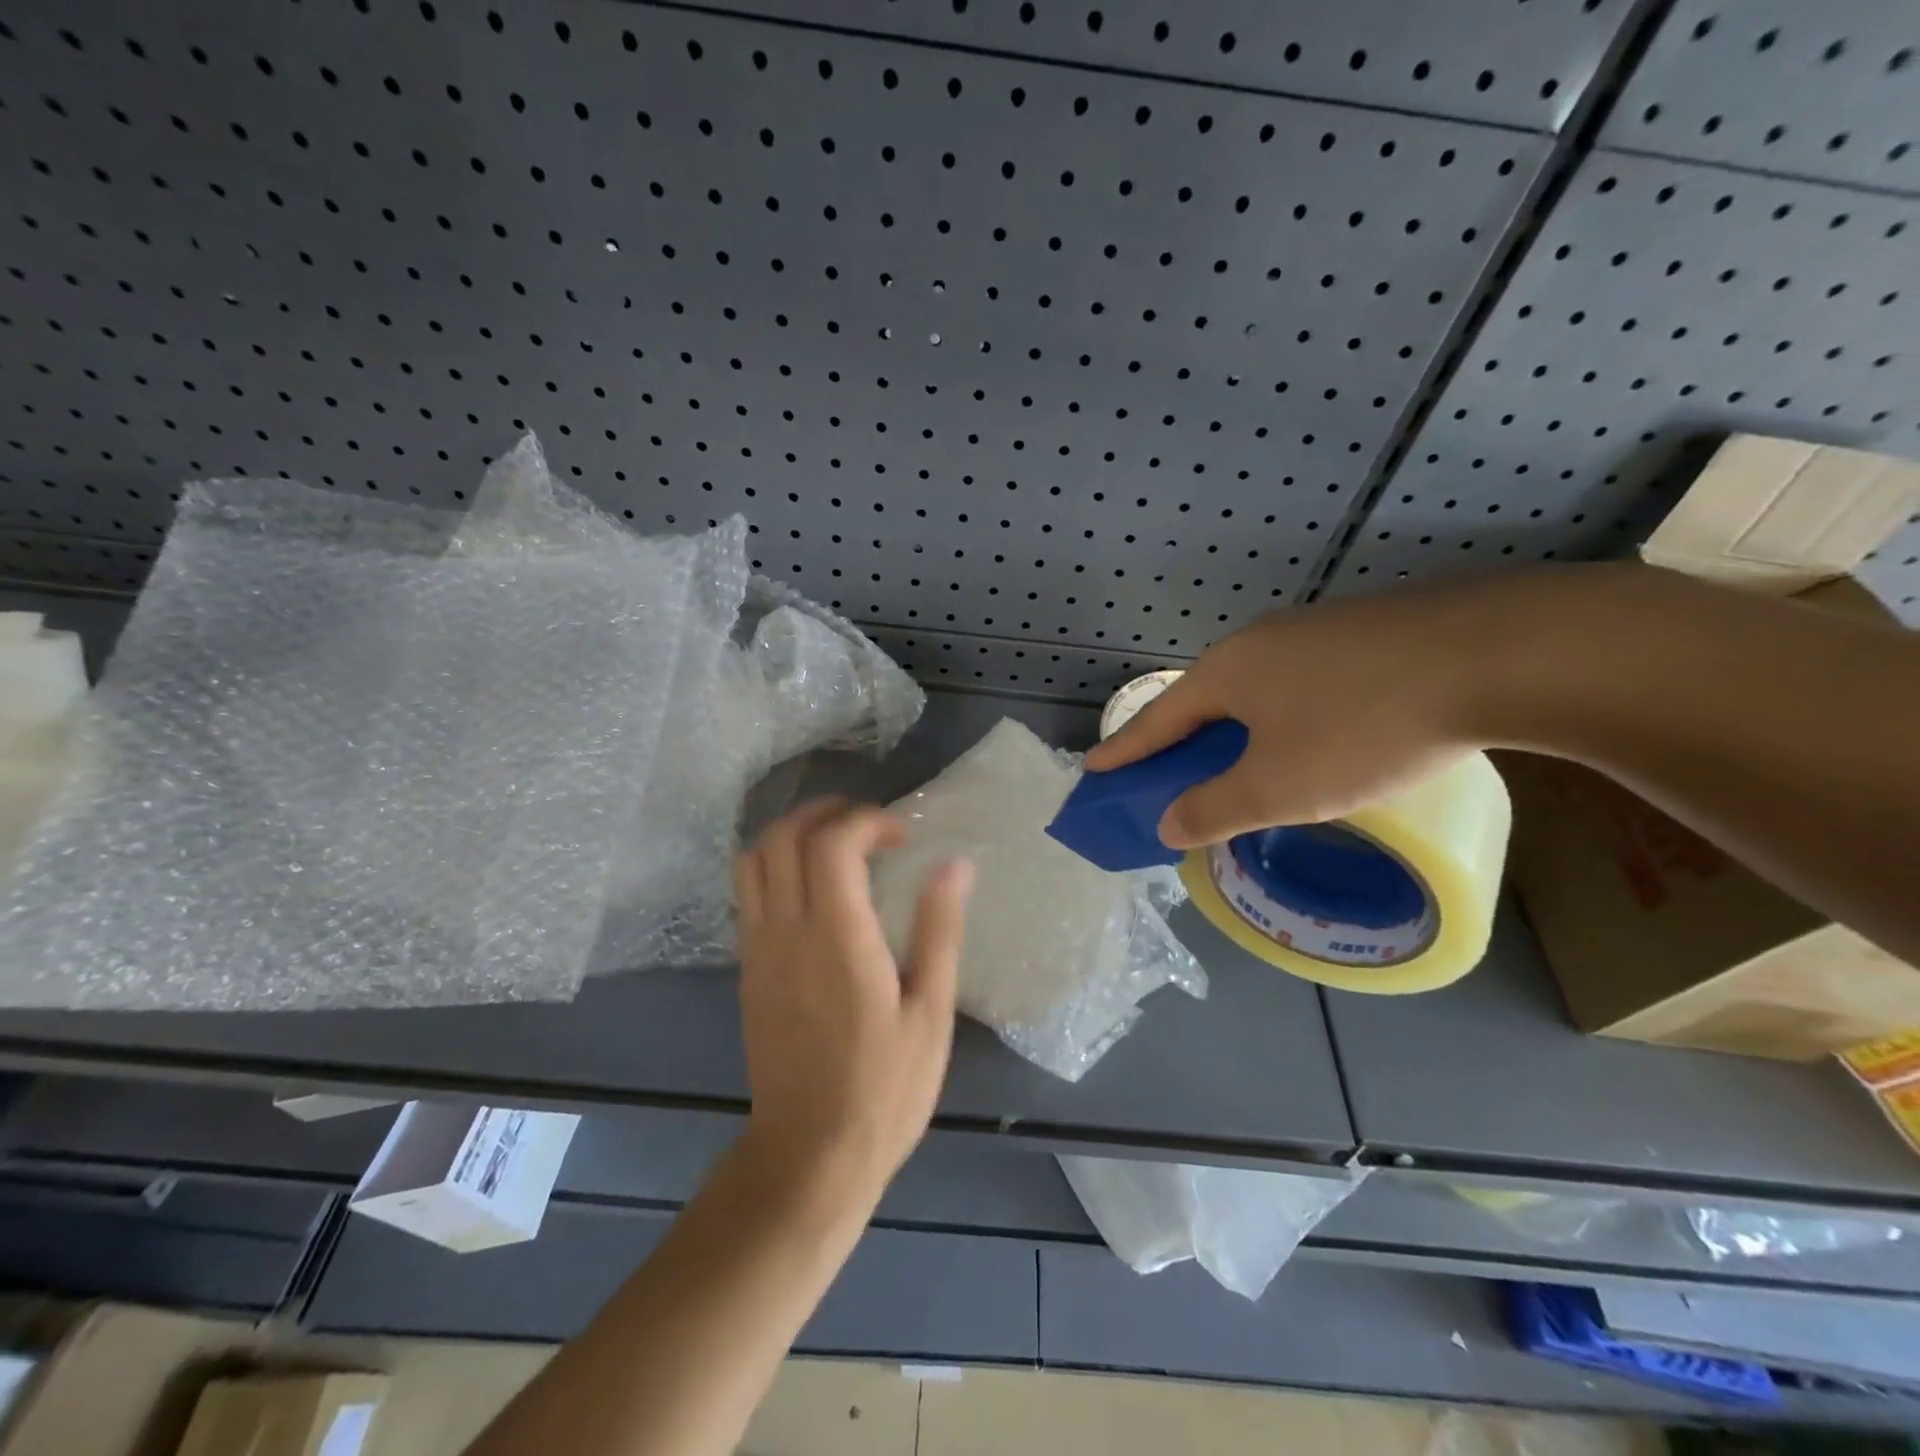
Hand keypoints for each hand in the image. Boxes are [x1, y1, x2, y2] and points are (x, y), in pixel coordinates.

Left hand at [734, 797, 974, 1209]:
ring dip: (790, 833)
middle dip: (822, 812)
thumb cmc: (885, 1088)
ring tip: (834, 842)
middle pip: (781, 838)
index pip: (832, 843)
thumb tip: (954, 864)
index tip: (901, 837)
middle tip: (865, 824)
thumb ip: (939, 930)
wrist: (810, 1155)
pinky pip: (748, 893)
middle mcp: (787, 931)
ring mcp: (758, 949)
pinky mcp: (748, 970)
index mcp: (837, 937)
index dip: (866, 821)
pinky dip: (775, 865)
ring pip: (753, 860)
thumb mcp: (930, 1012)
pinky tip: (812, 887)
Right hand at [1083, 575, 1539, 846]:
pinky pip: (1302, 680)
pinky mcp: (1366, 630)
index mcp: (1226, 673)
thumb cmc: (1365, 727)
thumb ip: (1214, 808)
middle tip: (1171, 773)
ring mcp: (1314, 629)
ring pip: (1257, 688)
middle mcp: (1260, 642)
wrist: (1500, 654)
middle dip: (1182, 741)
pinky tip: (1316, 734)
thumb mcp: (1279, 787)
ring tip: (1246, 761)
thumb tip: (1166, 823)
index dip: (1124, 750)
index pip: (1157, 719)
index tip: (1093, 768)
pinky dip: (1286, 715)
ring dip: (1238, 728)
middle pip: (1204, 700)